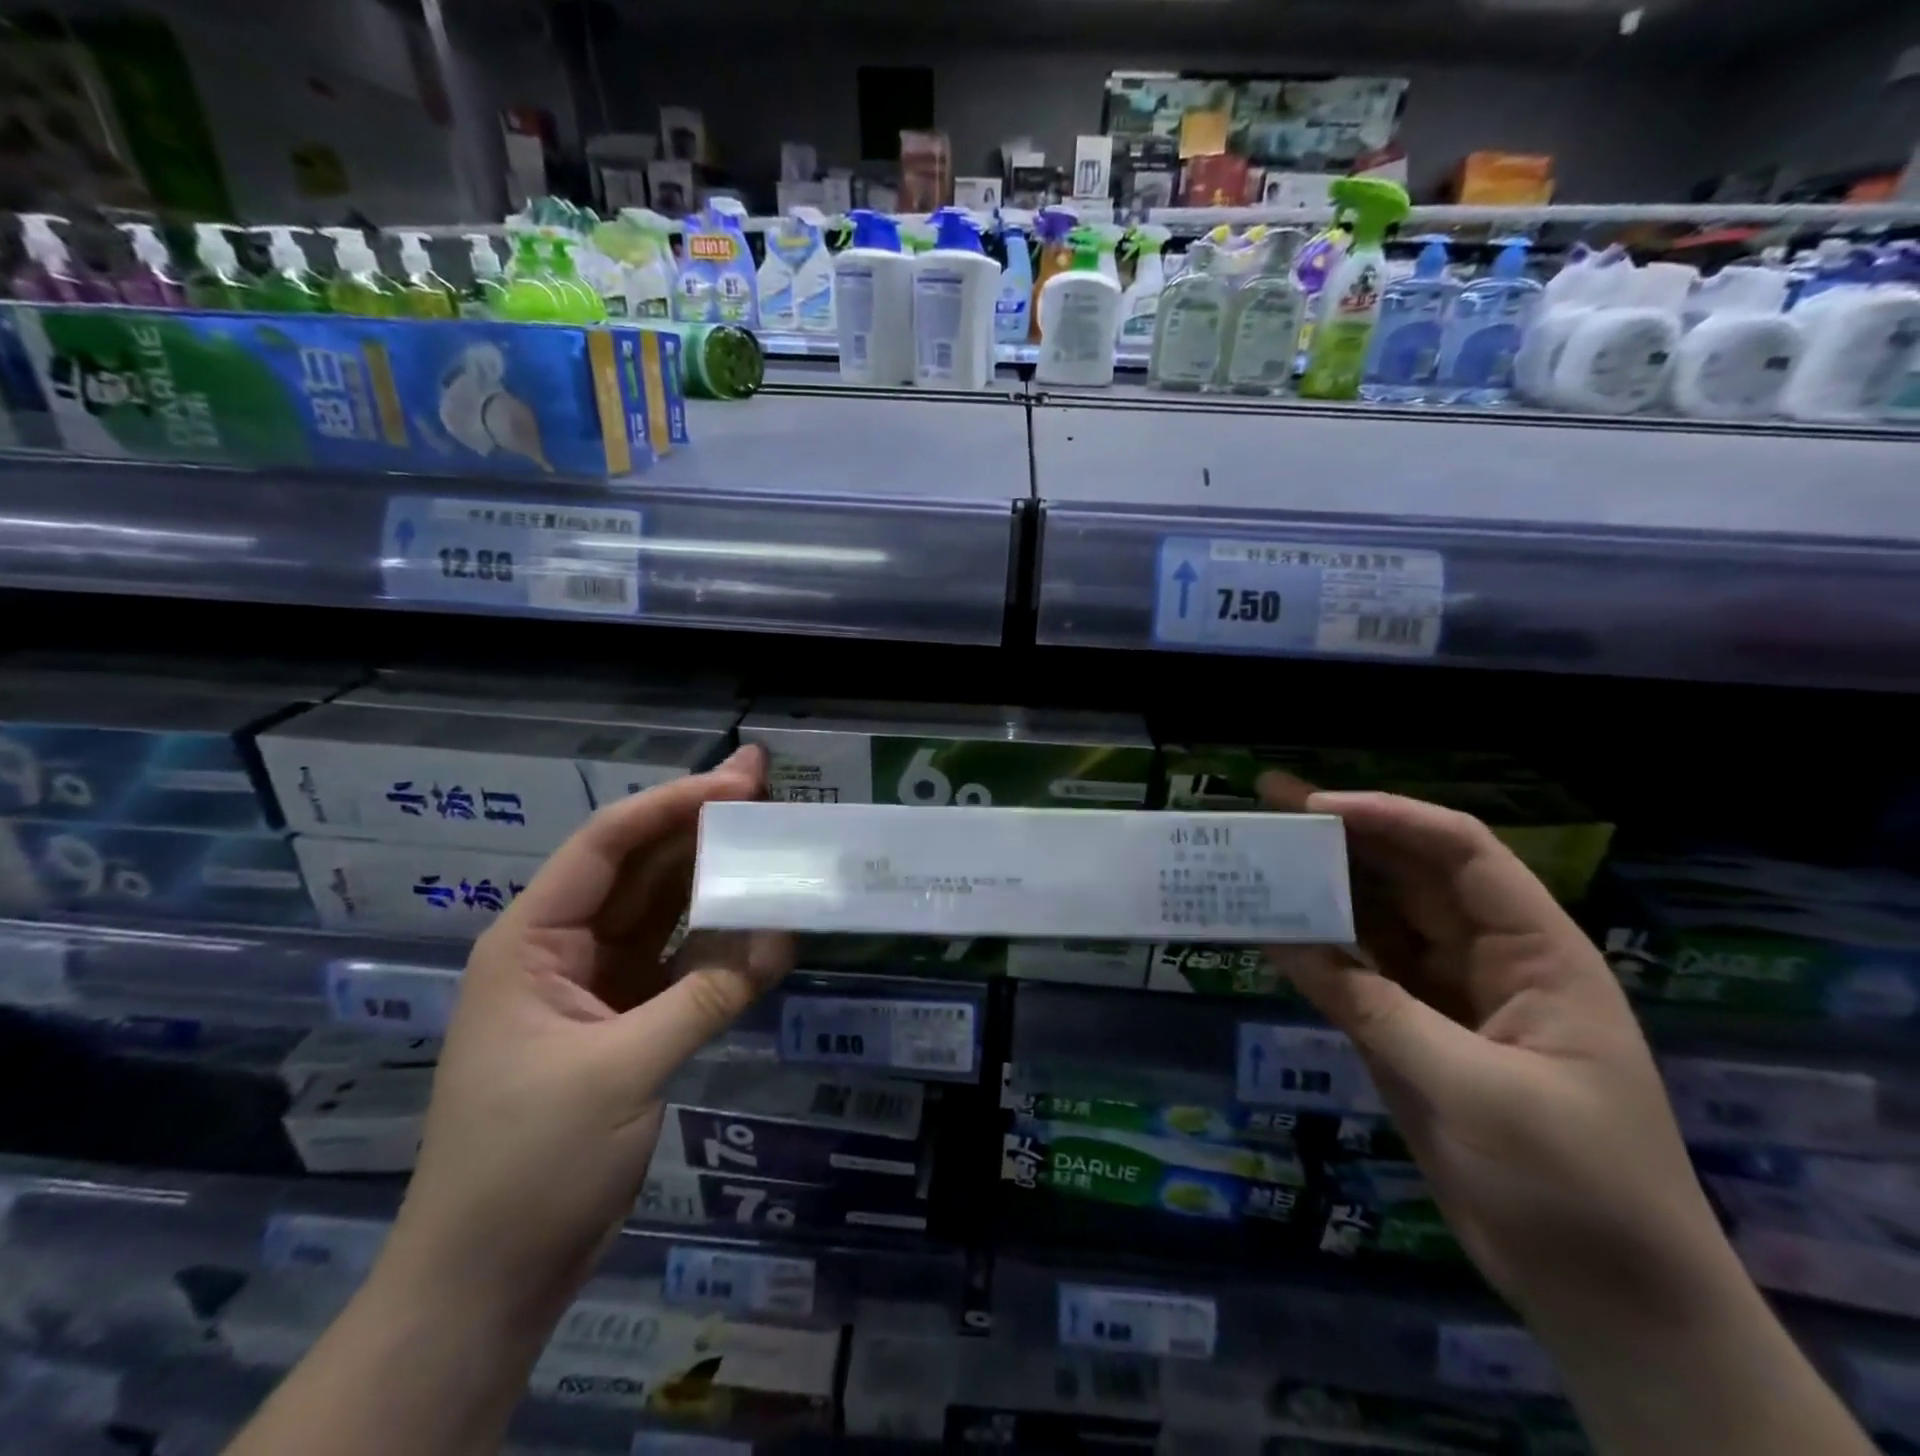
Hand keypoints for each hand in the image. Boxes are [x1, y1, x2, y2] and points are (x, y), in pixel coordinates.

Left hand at [380, 746, 791, 1327]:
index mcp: (532, 940)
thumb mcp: (621, 1071)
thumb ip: (707, 996)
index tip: (740, 782)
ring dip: (713, 875)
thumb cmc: (530, 1165)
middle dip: (700, 826)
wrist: (490, 1279)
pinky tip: (761, 917)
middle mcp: (563, 948)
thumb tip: (784, 936)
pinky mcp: (626, 1018)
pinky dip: (719, 938)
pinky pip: (680, 959)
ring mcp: (597, 983)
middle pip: (639, 867)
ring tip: (771, 836)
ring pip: (662, 909)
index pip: (607, 845)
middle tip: (767, 788)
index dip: (673, 805)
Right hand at [1257, 774, 1728, 1330]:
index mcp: (1535, 952)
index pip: (1460, 853)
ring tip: (1255, 852)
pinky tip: (1266, 928)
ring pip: (1374, 919)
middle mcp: (1485, 958)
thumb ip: (1374, 1008)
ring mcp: (1442, 996)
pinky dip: (1311, 949)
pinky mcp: (1407, 1032)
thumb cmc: (1574, 1185)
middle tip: (1266, 803)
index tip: (1315, 807)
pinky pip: (1352, 974)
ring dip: (1319, 885)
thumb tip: (1284, 938)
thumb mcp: (1476, 1091)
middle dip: (1341, 834)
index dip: (1389, 817)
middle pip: (1407, 874)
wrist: (1606, 1300)